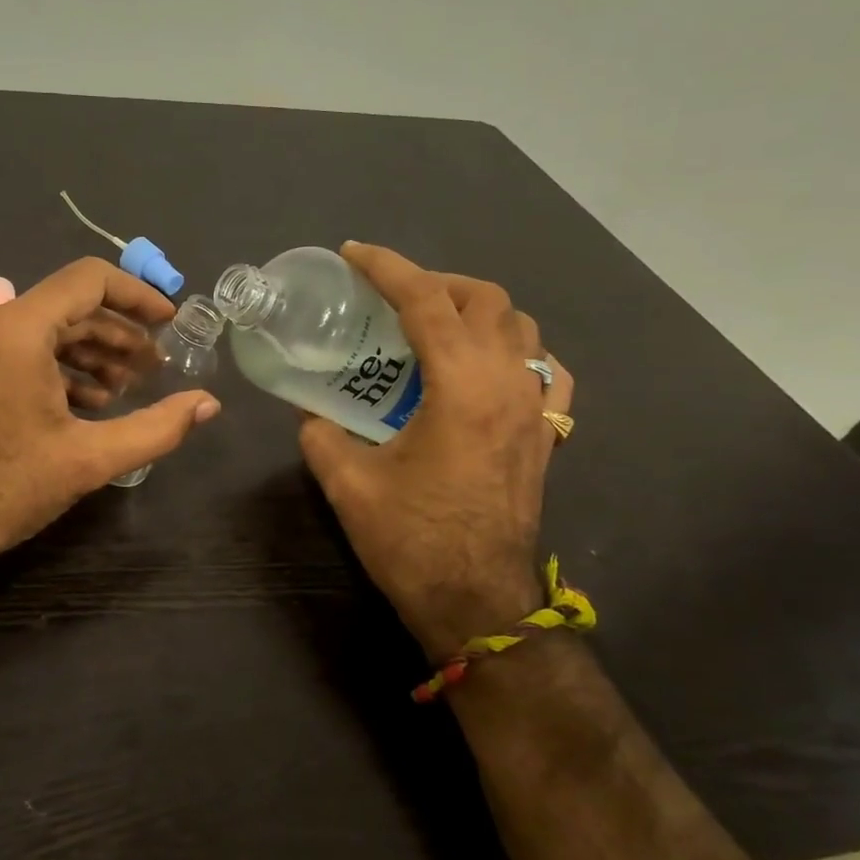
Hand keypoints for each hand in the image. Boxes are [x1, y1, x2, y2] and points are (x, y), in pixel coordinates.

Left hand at [0, 258, 220, 572]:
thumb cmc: (6, 488)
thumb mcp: (89, 459)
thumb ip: (157, 428)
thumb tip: (209, 405)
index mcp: (17, 328)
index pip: (90, 280)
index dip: (138, 296)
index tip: (170, 321)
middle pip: (70, 305)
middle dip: (119, 334)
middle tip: (155, 368)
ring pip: (45, 326)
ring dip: (90, 351)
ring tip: (125, 389)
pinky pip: (19, 345)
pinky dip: (57, 364)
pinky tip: (85, 400)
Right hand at [297, 242, 573, 659]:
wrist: (478, 605)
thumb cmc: (413, 541)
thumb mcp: (348, 484)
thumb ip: (320, 435)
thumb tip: (311, 413)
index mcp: (462, 388)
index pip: (427, 301)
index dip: (387, 267)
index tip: (354, 255)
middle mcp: (509, 385)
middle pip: (486, 299)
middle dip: (436, 283)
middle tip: (393, 297)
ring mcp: (537, 410)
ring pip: (523, 328)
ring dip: (478, 311)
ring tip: (436, 327)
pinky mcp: (548, 437)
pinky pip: (547, 371)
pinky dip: (517, 352)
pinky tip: (488, 368)